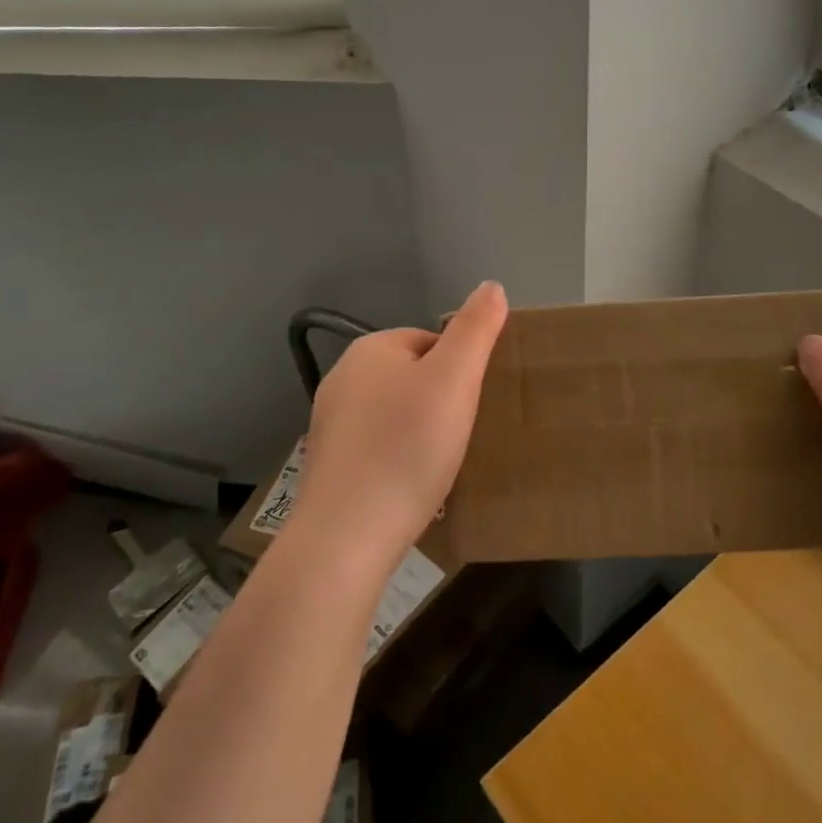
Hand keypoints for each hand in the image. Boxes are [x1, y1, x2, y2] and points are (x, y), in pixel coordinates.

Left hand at [289, 282, 507, 572]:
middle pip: (413, 377)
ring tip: (440, 465)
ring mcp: (331, 423)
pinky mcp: (330, 464)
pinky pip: (379, 447)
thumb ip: (475, 329)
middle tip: (460, 437)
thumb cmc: (407, 449)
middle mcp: (342, 378)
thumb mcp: (454, 380)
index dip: (460, 371)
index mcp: (370, 349)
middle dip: (441, 402)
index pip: (432, 341)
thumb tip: (491, 286)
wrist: (347, 537)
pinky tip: (412, 486)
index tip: (471, 406)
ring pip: (396, 415)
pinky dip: (400, 460)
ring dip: (422, 432)